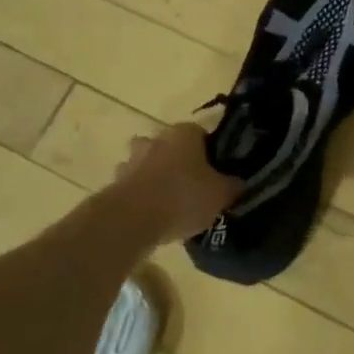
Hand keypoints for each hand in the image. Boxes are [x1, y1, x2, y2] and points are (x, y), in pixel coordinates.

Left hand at [112, 122, 242, 242]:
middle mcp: (155, 140)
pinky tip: (154, 216)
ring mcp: (131, 161)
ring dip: (156, 178)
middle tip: (192, 185)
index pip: (201, 134)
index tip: (216, 172)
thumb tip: (239, 183)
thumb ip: (233, 185)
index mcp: (184, 133)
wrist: (131, 220)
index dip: (210, 152)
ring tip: (171, 203)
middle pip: (170, 146)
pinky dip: (141, 197)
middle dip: (178, 161)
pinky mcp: (113, 185)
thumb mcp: (221, 194)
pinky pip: (133, 187)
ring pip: (148, 165)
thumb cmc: (183, 197)